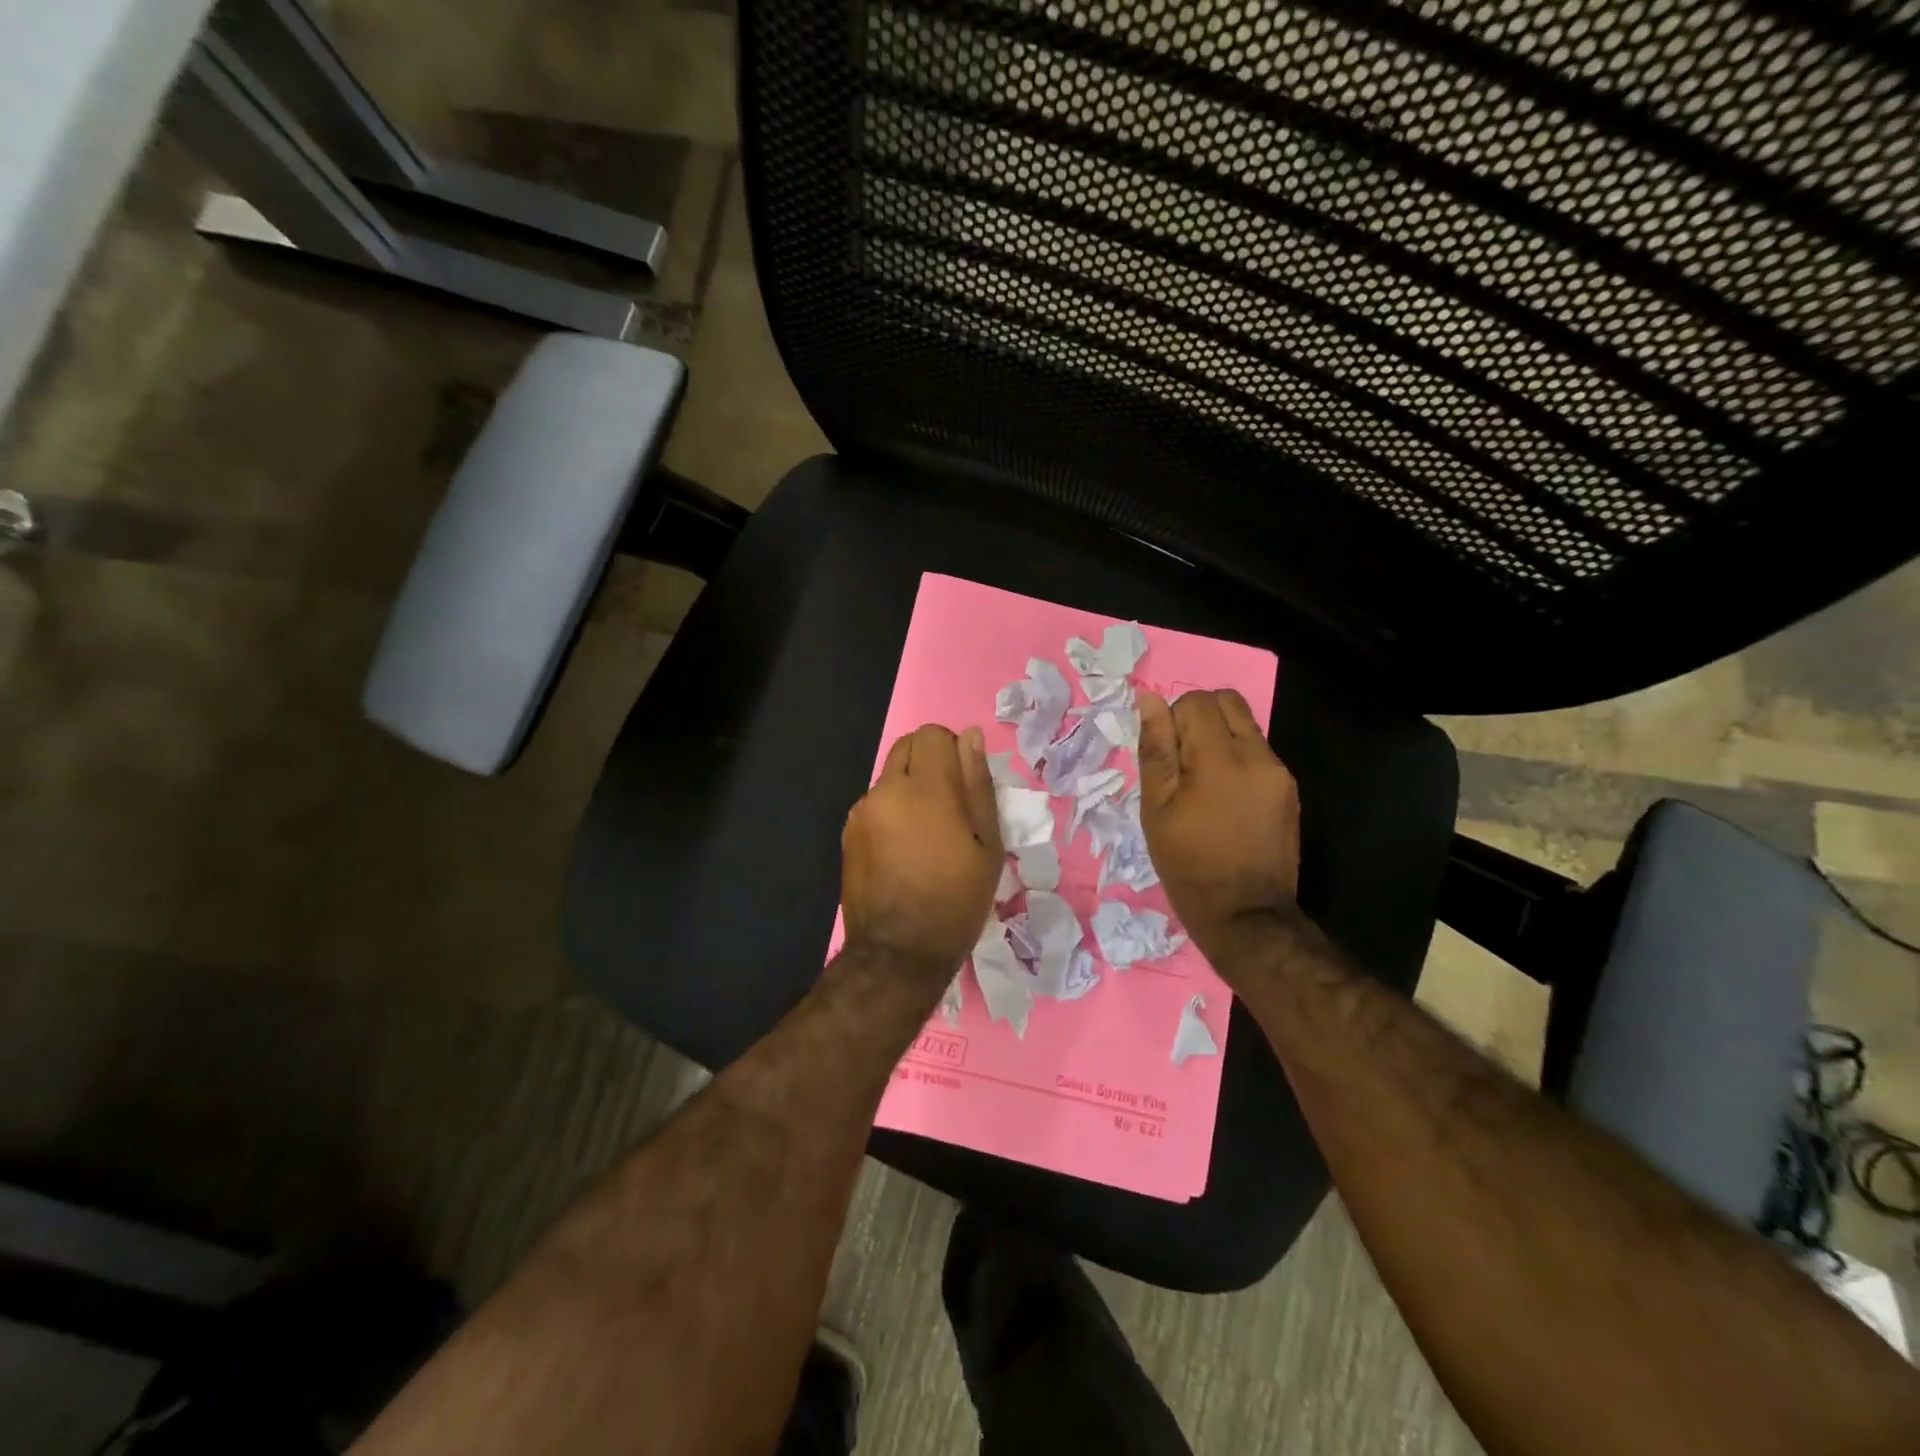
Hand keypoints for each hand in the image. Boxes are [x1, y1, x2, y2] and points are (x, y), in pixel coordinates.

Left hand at [842, 724, 1002, 981]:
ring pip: (890, 776)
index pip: (932, 734)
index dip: (952, 750)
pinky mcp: (849, 832)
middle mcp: (886, 790)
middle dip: (929, 762)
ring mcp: (862, 811)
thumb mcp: (987, 845)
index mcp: (925, 788)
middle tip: (949, 806)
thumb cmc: (956, 900)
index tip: (964, 784)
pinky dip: (892, 811)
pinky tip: (903, 851)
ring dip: (909, 788)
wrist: (898, 953)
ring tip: (926, 835)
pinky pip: (875, 803)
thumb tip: (969, 737)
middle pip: (907, 747)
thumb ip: (977, 784)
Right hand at [1136, 689, 1300, 963]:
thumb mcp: (1156, 809)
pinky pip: (1258, 752)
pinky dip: (1236, 759)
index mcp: (1219, 760)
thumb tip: (1149, 701)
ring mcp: (1278, 772)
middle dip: (1199, 718)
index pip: (1196, 701)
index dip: (1173, 720)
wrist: (1246, 913)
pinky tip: (1225, 799)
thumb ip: (1156, 750)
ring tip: (1203, 783)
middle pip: (1227, 701)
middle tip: (1182, 760)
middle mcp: (1257, 755)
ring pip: (1244, 724)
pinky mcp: (1288, 788)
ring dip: (1219, 738)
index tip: (1166, 757)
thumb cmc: (1188, 864)